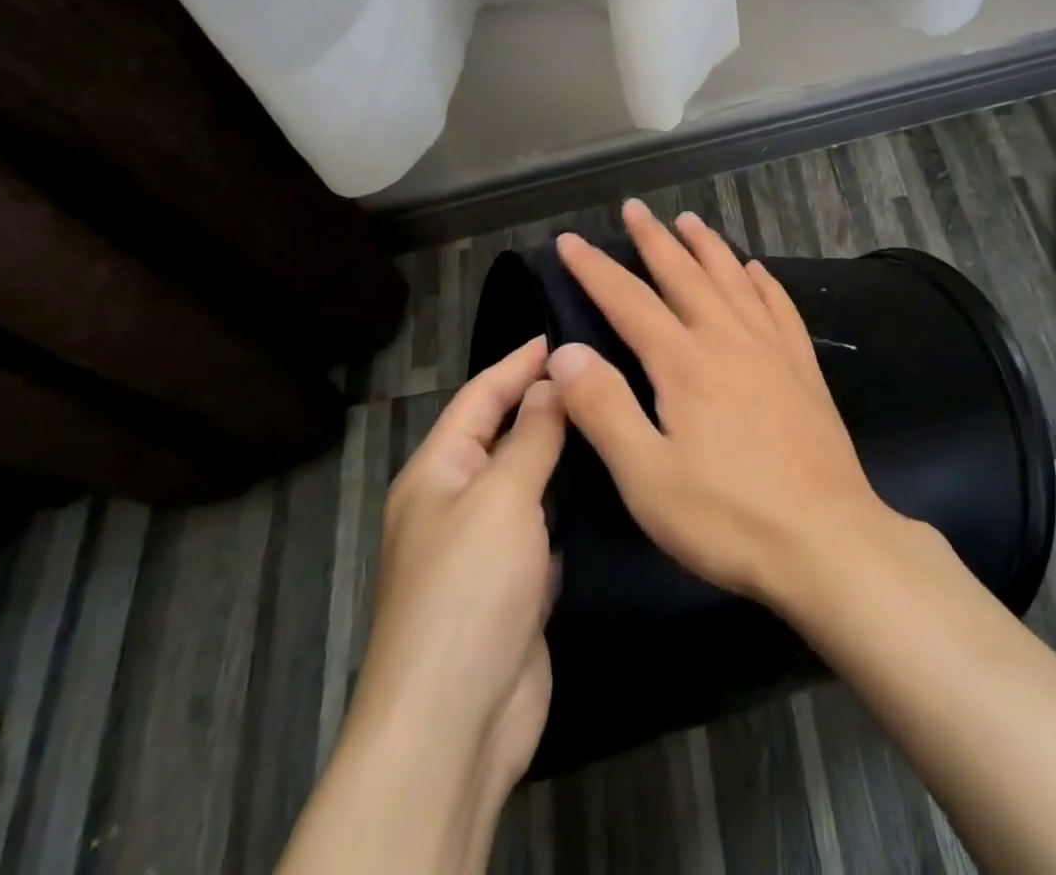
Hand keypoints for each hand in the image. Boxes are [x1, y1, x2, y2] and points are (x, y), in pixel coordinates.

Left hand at [295, 337, 562, 874]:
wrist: (454, 724)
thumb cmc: (468, 589)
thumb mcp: (501, 497)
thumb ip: (531, 436)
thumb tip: (552, 380)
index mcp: (436, 471)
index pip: (480, 396)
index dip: (519, 362)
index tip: (566, 332)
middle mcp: (457, 501)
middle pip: (505, 435)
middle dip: (547, 402)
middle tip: (606, 369)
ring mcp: (488, 546)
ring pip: (531, 480)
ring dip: (565, 452)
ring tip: (618, 413)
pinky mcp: (518, 584)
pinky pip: (548, 525)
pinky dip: (575, 503)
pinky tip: (615, 482)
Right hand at [550, 199, 894, 606]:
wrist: (826, 539)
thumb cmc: (727, 515)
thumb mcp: (646, 476)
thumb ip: (603, 408)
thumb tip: (564, 351)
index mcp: (684, 361)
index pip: (628, 300)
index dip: (595, 268)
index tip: (570, 240)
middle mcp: (728, 338)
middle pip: (684, 274)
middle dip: (655, 239)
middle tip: (635, 208)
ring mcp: (772, 349)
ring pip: (734, 279)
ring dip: (708, 246)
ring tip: (690, 220)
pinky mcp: (803, 368)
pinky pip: (780, 307)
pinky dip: (764, 282)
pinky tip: (757, 270)